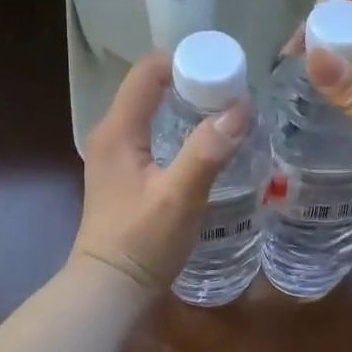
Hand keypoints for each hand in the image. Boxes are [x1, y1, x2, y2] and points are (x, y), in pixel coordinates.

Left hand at [71, 51, 250, 291]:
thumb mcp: (179, 197)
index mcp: (117, 131)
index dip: (184, 62)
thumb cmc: (141, 243)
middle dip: (191, 83)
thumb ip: (207, 152)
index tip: (223, 70)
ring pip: (152, 113)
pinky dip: (179, 129)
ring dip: (187, 107)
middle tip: (233, 93)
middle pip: (150, 89)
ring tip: (226, 114)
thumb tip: (240, 108)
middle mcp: (111, 135)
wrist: (111, 289)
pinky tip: (205, 145)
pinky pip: (153, 135)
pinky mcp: (124, 175)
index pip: (147, 72)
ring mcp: (115, 156)